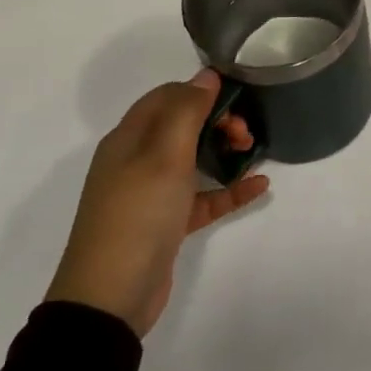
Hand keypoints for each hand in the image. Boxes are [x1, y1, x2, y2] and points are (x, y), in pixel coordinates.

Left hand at [45, 72, 268, 335]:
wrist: (111, 296)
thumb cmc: (138, 214)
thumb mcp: (164, 155)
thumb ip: (186, 111)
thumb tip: (206, 74)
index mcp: (129, 138)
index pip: (167, 96)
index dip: (200, 91)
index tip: (236, 100)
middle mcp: (137, 159)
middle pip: (183, 125)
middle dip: (218, 120)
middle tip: (245, 135)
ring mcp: (151, 192)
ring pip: (195, 158)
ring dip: (225, 151)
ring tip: (253, 154)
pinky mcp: (167, 221)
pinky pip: (204, 195)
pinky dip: (229, 189)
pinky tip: (259, 187)